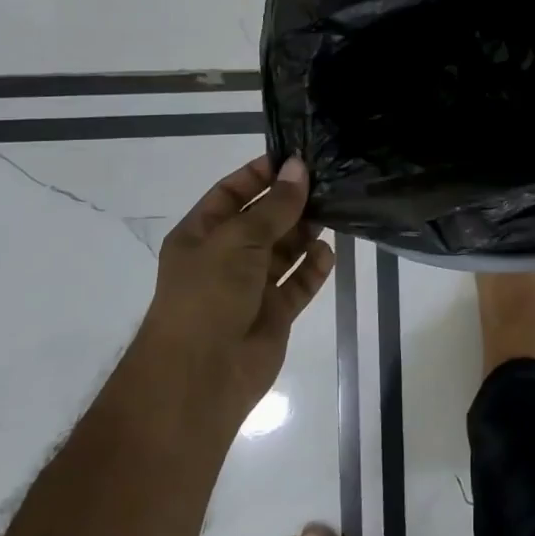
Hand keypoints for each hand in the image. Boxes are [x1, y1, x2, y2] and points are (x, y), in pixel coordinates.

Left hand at [142, 155, 334, 414]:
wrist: (200, 376)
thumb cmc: (208, 295)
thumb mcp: (238, 240)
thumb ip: (274, 206)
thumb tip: (298, 168)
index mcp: (201, 235)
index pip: (231, 193)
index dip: (260, 175)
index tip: (296, 159)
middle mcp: (225, 258)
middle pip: (263, 220)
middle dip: (291, 203)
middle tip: (327, 183)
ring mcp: (250, 287)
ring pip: (284, 251)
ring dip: (305, 233)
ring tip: (333, 212)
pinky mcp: (274, 314)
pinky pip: (298, 283)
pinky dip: (313, 269)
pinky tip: (328, 254)